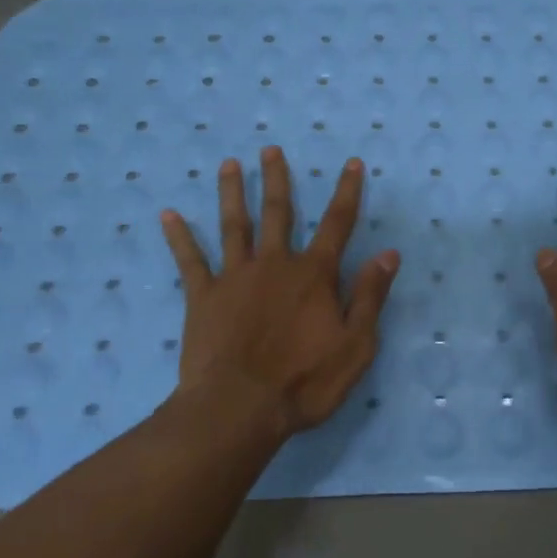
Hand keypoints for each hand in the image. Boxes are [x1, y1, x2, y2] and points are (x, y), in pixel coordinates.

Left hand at [160, 147, 398, 440]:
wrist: (239, 408)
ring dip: (231, 193)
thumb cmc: (305, 381)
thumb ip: (369, 296)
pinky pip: (190, 261)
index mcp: (314, 275)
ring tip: (228, 164)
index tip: (352, 163)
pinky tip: (168, 215)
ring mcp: (235, 277)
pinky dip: (179, 237)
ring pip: (234, 226)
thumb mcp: (355, 345)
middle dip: (277, 179)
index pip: (337, 224)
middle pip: (278, 213)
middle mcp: (275, 265)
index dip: (347, 192)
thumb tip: (388, 254)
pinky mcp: (203, 297)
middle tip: (270, 149)